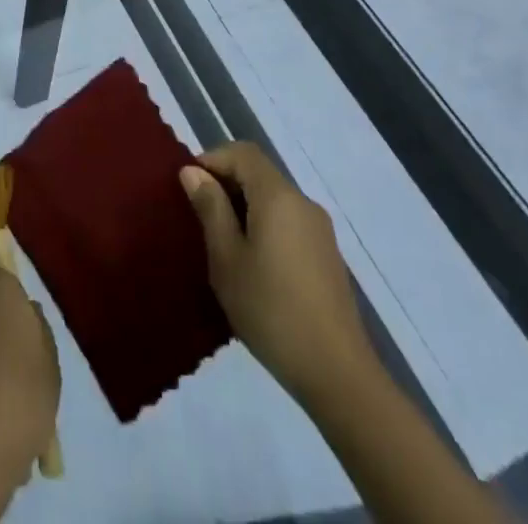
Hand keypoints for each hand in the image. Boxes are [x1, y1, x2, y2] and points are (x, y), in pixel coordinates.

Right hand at [181, 143, 375, 412]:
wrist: (339, 375)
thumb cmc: (272, 311)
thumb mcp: (227, 259)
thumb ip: (210, 209)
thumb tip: (193, 172)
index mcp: (278, 196)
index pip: (242, 152)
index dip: (212, 159)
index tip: (189, 187)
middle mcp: (303, 203)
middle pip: (259, 173)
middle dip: (226, 185)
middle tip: (199, 218)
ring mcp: (320, 231)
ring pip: (273, 200)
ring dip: (244, 209)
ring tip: (222, 245)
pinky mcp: (327, 256)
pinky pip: (288, 223)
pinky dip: (264, 228)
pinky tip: (253, 267)